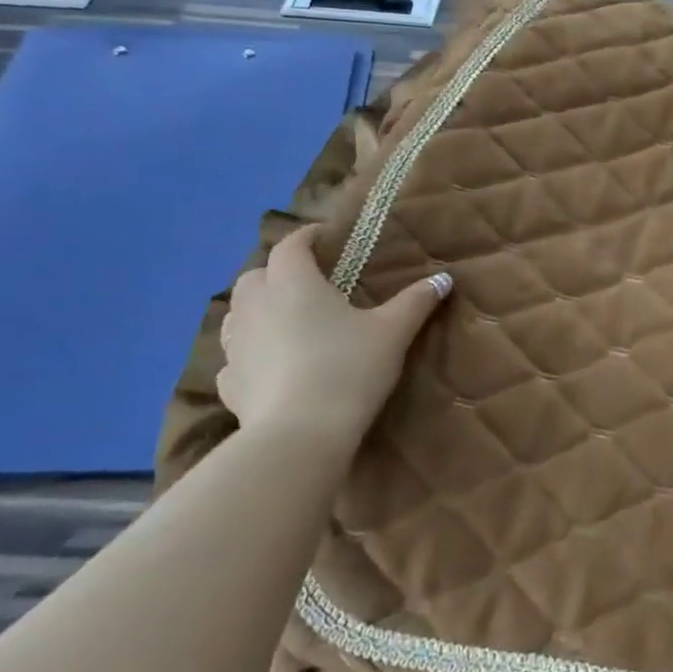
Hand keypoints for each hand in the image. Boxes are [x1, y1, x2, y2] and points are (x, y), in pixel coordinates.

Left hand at [217, 224, 451, 450]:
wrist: (300, 434)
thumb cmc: (349, 368)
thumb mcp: (393, 332)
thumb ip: (416, 301)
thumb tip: (444, 278)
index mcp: (293, 283)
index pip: (291, 245)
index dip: (307, 237)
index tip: (324, 238)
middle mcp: (255, 305)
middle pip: (256, 275)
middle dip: (277, 272)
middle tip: (307, 282)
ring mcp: (235, 345)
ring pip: (237, 313)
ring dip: (257, 309)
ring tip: (286, 321)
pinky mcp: (229, 383)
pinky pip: (235, 357)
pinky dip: (250, 353)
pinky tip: (271, 367)